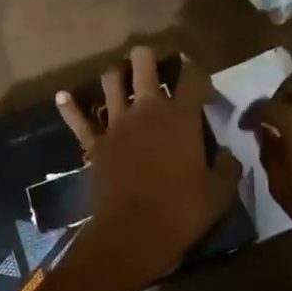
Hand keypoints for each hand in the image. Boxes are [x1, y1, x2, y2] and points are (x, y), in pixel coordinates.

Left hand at [56, 47, 242, 290]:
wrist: (133, 233)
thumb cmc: (181, 211)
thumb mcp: (218, 193)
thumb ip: (226, 167)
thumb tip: (229, 155)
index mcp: (181, 117)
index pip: (193, 78)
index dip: (199, 73)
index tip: (203, 85)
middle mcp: (147, 110)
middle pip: (144, 64)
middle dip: (148, 56)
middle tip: (154, 62)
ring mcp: (117, 123)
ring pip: (111, 81)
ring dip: (116, 74)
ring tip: (122, 76)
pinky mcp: (95, 143)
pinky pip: (79, 120)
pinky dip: (70, 107)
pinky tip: (62, 96)